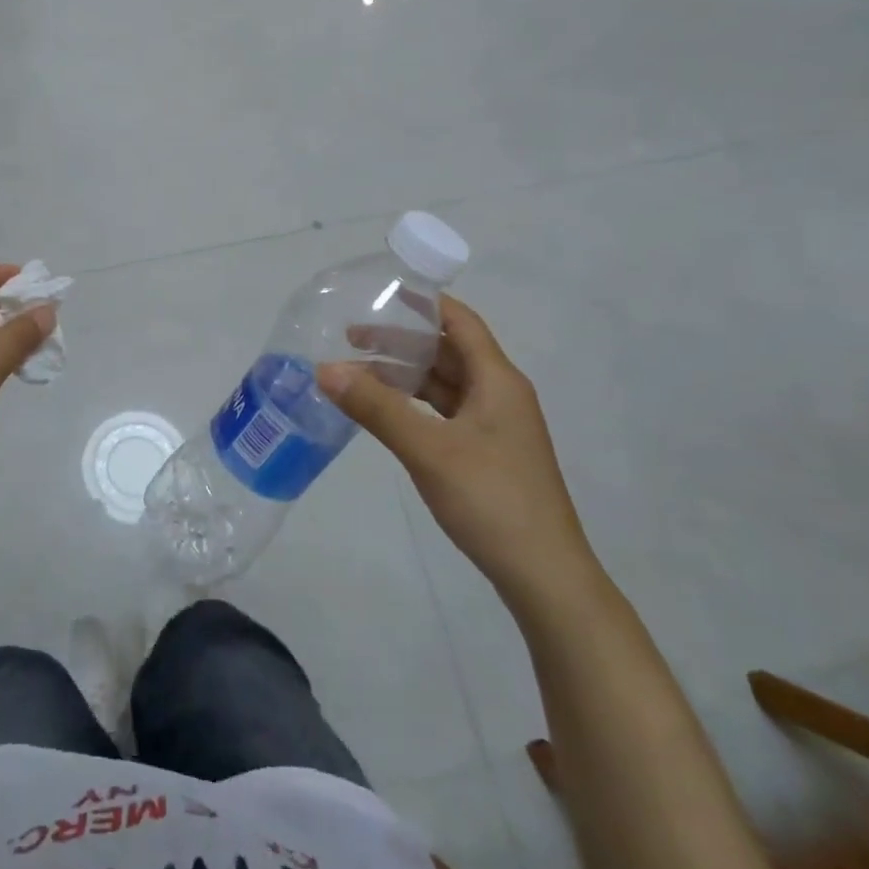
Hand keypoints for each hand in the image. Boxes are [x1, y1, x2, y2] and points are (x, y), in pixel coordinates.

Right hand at [317, 296, 603, 614]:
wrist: (544, 576)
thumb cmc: (491, 500)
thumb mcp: (428, 450)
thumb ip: (376, 407)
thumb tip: (324, 368)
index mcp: (498, 380)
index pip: (459, 322)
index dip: (423, 303)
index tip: (380, 291)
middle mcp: (500, 395)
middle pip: (448, 352)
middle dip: (401, 341)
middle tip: (350, 336)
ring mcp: (495, 426)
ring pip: (445, 385)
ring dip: (406, 375)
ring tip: (358, 371)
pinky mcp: (487, 454)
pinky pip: (445, 412)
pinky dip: (415, 404)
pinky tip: (386, 412)